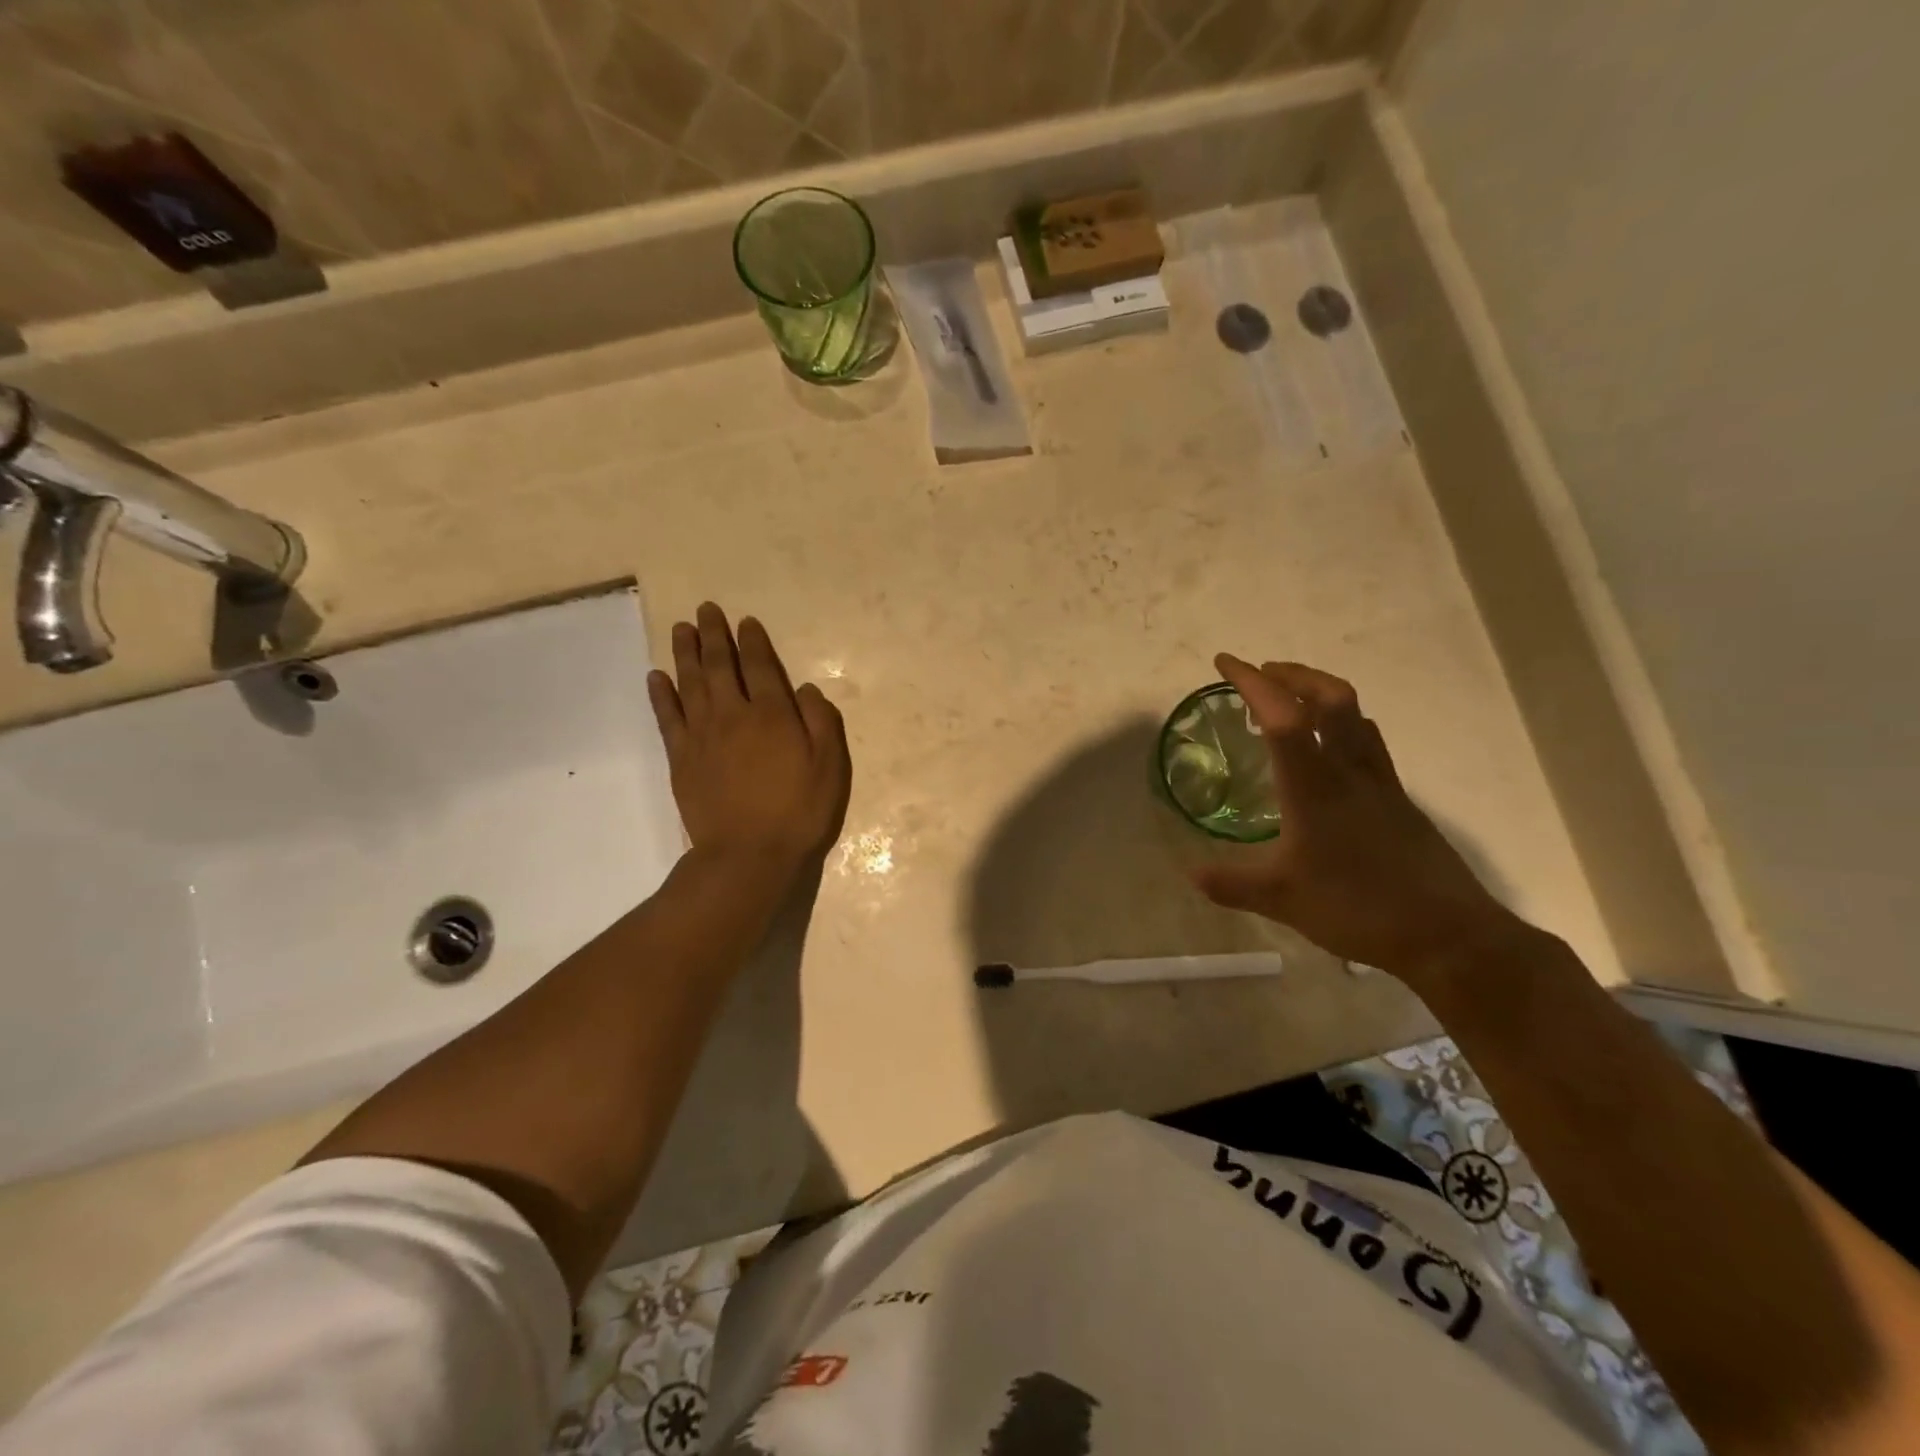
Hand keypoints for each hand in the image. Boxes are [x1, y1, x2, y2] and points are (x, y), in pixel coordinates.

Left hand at [648, 603, 850, 877]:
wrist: (747, 855)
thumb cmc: (798, 812)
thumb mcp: (830, 768)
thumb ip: (821, 722)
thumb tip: (804, 688)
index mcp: (772, 715)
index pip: (759, 667)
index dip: (752, 642)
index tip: (745, 622)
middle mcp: (734, 715)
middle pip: (719, 666)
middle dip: (713, 636)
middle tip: (705, 610)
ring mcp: (702, 736)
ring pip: (690, 684)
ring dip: (685, 654)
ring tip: (681, 628)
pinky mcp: (681, 759)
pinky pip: (667, 718)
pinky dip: (661, 695)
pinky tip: (656, 677)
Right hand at [1192, 654, 1528, 981]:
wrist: (1448, 935)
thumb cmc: (1359, 909)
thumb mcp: (1282, 900)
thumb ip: (1232, 883)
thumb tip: (1190, 871)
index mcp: (1315, 787)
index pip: (1283, 717)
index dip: (1252, 683)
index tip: (1225, 662)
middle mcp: (1351, 772)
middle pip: (1332, 698)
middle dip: (1294, 674)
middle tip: (1262, 673)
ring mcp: (1381, 784)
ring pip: (1357, 715)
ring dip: (1321, 694)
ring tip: (1292, 702)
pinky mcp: (1399, 801)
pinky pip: (1369, 744)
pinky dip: (1343, 727)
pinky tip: (1329, 753)